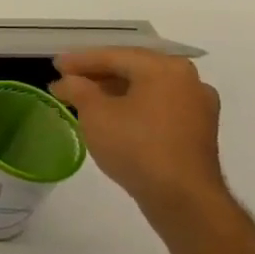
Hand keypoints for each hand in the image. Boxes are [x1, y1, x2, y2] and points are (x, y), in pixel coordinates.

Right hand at [50, 49, 223, 210]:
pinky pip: (159, 106)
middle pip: (133, 69)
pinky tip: (113, 116)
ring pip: (147, 88)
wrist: (182, 197)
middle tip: (69, 79)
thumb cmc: (135, 146)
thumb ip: (78, 89)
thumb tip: (68, 81)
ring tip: (86, 98)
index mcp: (164, 68)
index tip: (55, 65)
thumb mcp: (95, 114)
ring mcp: (198, 105)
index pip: (114, 56)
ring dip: (115, 90)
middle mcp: (188, 79)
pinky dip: (134, 105)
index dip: (80, 60)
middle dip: (98, 74)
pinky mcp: (199, 129)